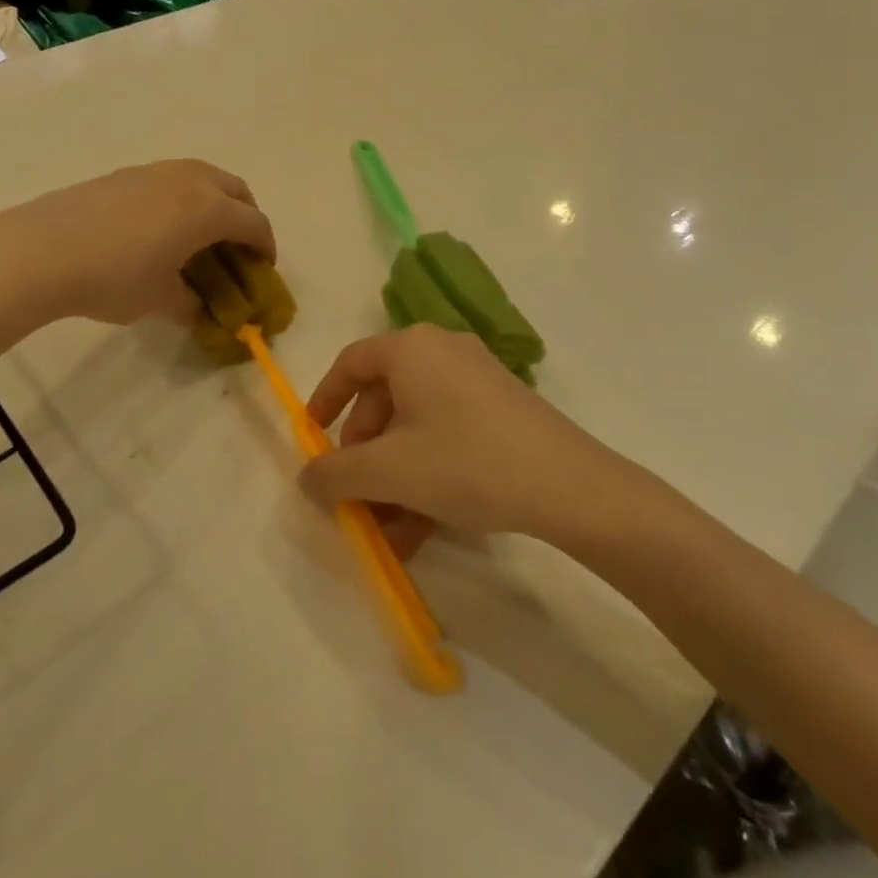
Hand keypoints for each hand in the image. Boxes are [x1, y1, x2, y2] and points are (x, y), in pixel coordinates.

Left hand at [0, 160, 275, 325]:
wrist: (43, 250)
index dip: (265, 247)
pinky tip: (158, 227)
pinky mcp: (126, 173)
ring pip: (203, 177)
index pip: (254, 223)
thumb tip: (198, 308)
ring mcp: (156, 171)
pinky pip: (171, 179)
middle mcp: (191, 180)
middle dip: (245, 216)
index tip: (262, 269)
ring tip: (198, 234)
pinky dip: (182, 198)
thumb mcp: (160, 300)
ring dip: (214, 201)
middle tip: (236, 246)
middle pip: (236, 190)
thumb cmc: (115, 277)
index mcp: (210, 209)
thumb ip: (190, 303)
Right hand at [299, 325, 623, 553]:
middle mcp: (443, 350)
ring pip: (417, 422)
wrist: (570, 485)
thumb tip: (307, 477)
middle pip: (384, 396)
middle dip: (364, 450)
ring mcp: (477, 377)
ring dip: (396, 473)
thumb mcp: (390, 471)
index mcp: (411, 348)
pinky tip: (425, 526)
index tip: (313, 437)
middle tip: (356, 492)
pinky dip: (429, 470)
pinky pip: (448, 431)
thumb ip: (336, 473)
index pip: (351, 362)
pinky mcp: (503, 406)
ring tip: (390, 528)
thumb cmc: (467, 462)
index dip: (325, 399)